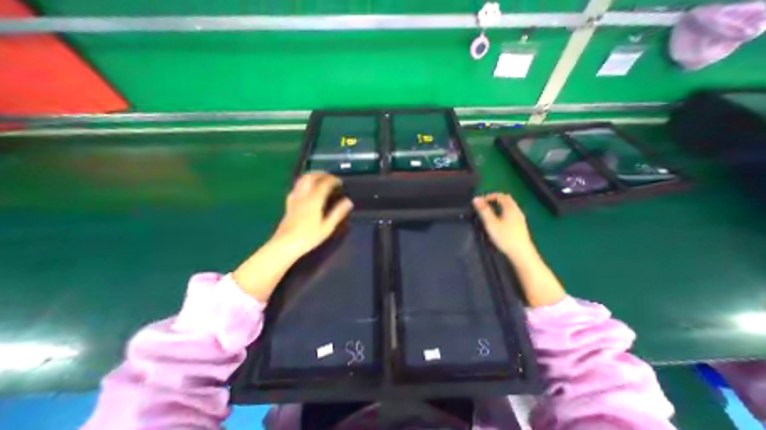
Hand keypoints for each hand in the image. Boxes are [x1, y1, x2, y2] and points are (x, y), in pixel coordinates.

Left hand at [234, 172, 353, 301]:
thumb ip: (338, 213)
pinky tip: (307, 189)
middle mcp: (303, 196)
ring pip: (301, 180)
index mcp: (314, 200)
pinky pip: (296, 187)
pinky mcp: (289, 203)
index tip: (339, 181)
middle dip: (320, 174)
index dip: (332, 180)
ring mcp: (294, 199)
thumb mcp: (327, 227)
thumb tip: (349, 202)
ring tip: (319, 179)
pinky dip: (304, 183)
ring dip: (311, 176)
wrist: (286, 244)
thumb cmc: (309, 237)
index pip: (324, 184)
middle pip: (310, 177)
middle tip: (329, 176)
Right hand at [470, 192, 563, 306]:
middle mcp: (517, 211)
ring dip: (499, 206)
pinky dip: (503, 212)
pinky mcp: (520, 226)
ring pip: (509, 207)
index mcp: (510, 208)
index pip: (501, 196)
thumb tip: (476, 199)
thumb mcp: (491, 223)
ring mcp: (520, 219)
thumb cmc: (505, 237)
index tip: (480, 201)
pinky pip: (511, 213)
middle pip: (507, 200)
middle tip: (484, 205)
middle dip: (495, 200)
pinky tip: (498, 221)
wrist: (522, 254)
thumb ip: (483, 211)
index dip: (490, 196)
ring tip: (489, 212)